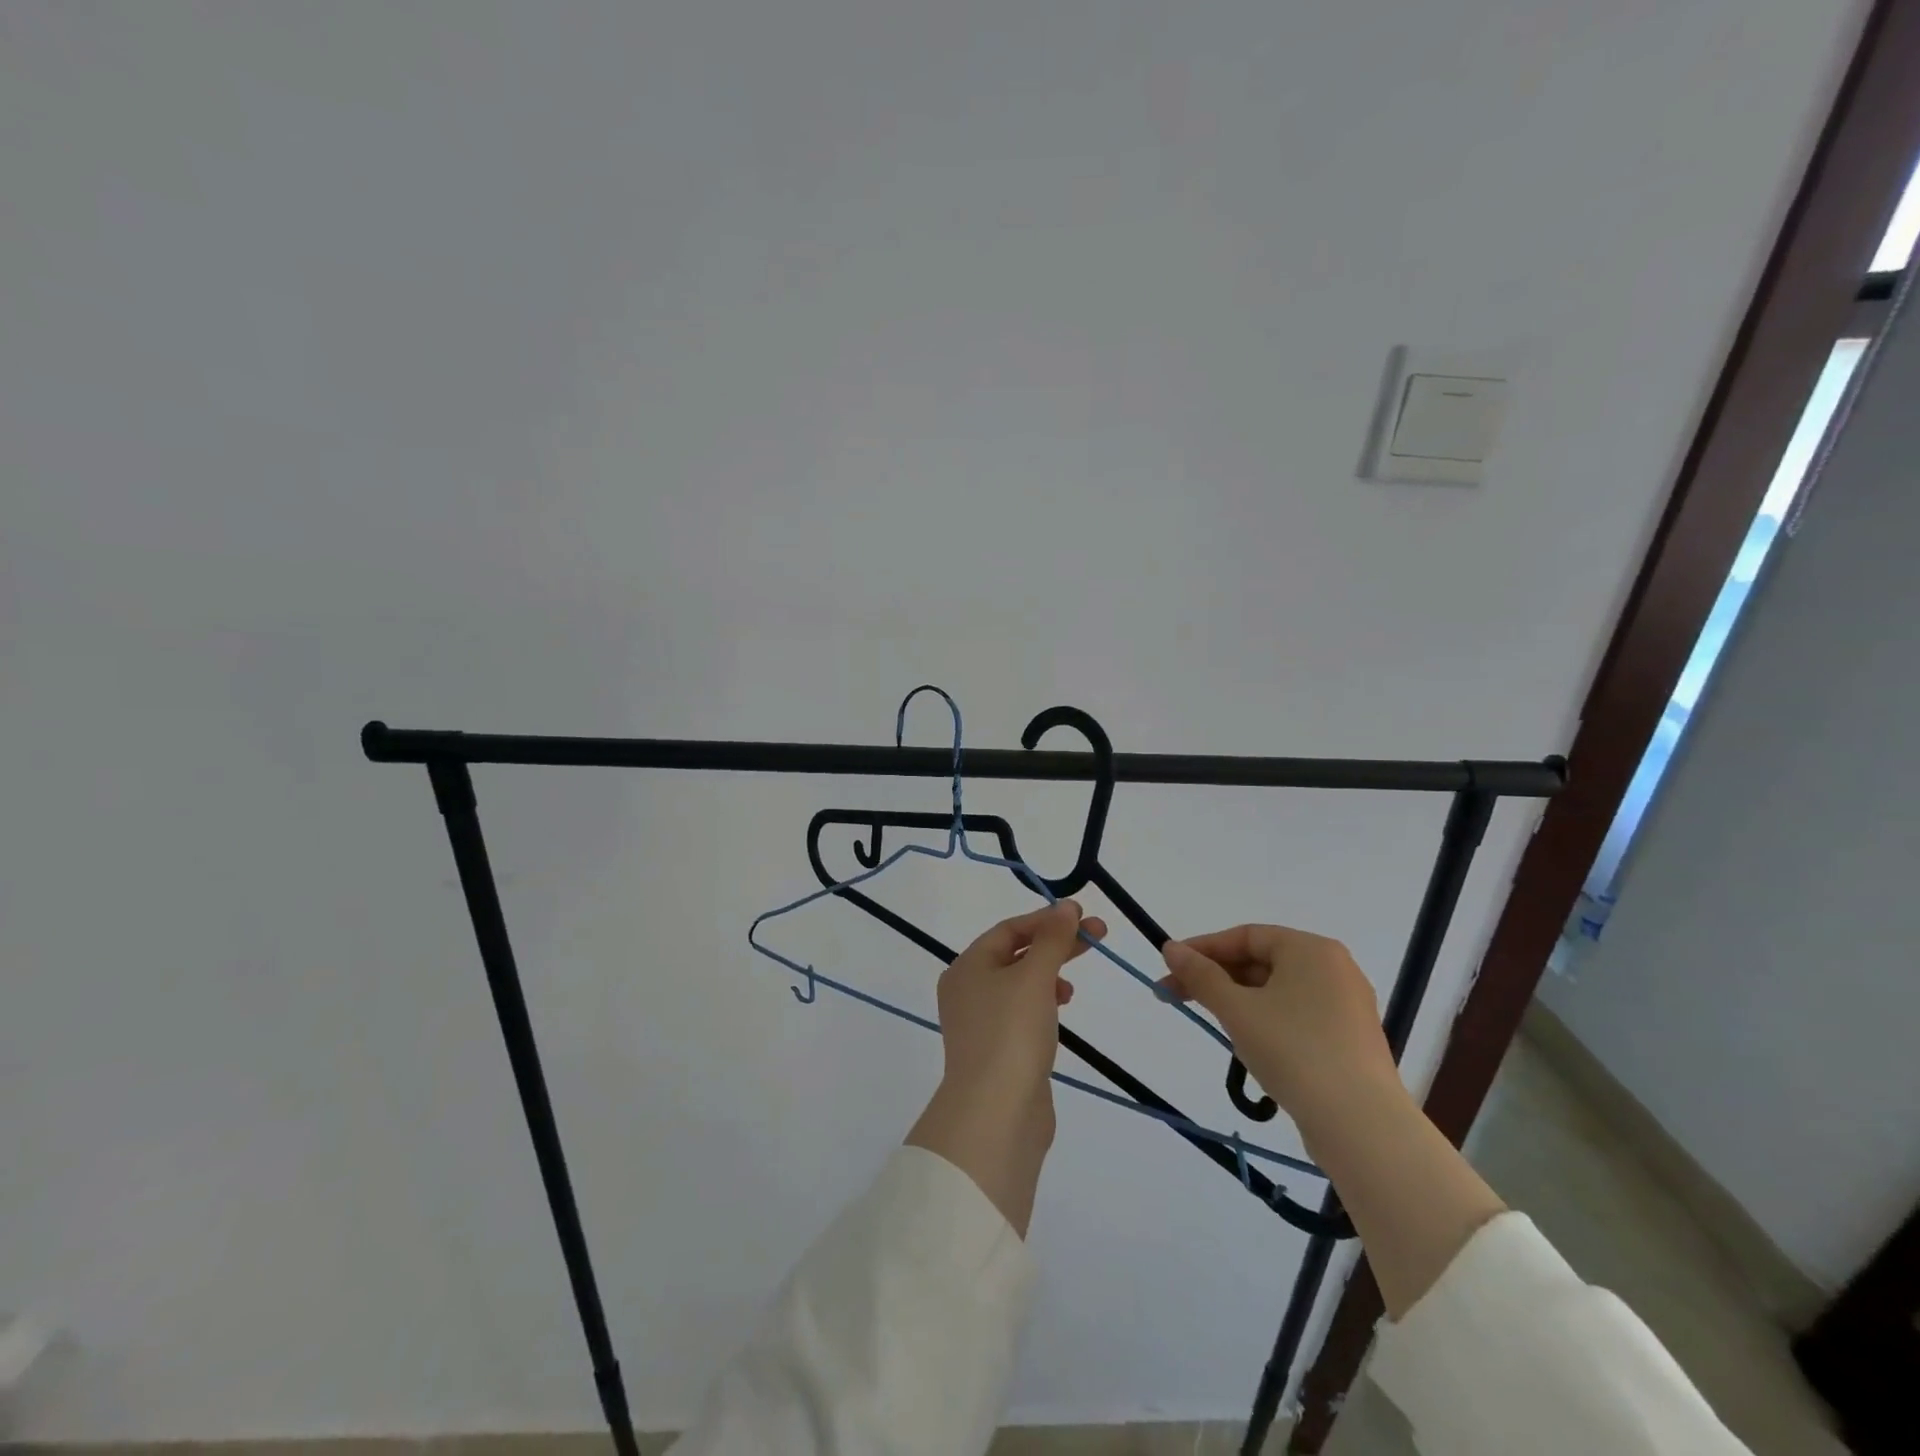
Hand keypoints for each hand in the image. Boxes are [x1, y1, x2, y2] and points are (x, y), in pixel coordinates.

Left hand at [935, 899, 1103, 1115]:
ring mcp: (981, 1023)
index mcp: (967, 966)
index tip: (1083, 916)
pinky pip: (1022, 1014)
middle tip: (1097, 938)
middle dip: (1055, 945)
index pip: (1009, 929)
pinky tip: (1060, 1012)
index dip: (1047, 919)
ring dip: (1049, 975)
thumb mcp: (1035, 977)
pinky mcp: (997, 1051)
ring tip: (1072, 987)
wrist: (996, 1114)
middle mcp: (967, 990)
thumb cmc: (1012, 1033)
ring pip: (1020, 985)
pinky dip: (1043, 1005)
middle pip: (1016, 954)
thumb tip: (1066, 907)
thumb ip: (1052, 939)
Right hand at [1160, 924, 1404, 1142]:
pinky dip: (1266, 1020)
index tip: (1170, 968)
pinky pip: (1297, 1016)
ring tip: (1211, 1022)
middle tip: (1175, 996)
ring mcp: (1346, 1005)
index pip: (1246, 936)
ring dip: (1238, 1001)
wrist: (1360, 1125)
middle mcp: (1334, 968)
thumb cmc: (1293, 1050)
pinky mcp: (1350, 1040)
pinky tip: (1249, 1044)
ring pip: (1278, 991)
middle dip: (1216, 978)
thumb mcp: (1236, 1010)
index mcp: (1311, 949)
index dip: (1203, 949)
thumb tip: (1170, 948)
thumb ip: (1200, 976)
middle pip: (1261, 962)